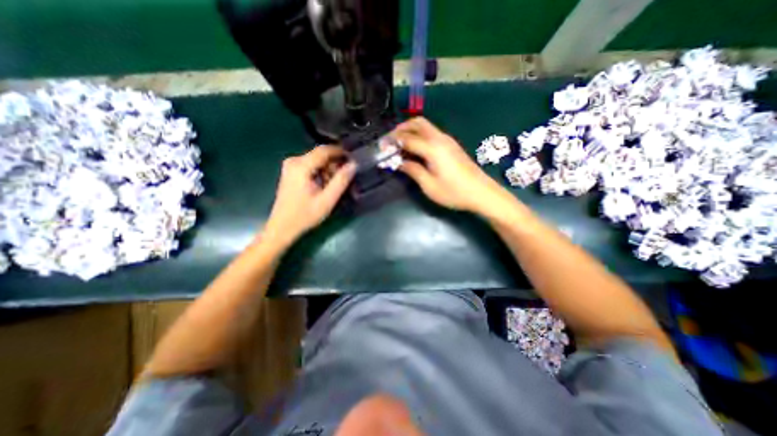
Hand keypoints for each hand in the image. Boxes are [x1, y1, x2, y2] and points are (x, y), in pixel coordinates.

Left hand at [264, 147, 353, 248]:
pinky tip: (325, 185)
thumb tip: (353, 165)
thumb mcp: (327, 200)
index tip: (354, 159)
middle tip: (346, 176)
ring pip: (316, 160)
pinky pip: (311, 166)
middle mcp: (294, 161)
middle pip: (320, 155)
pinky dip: (321, 173)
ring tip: (336, 184)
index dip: (341, 152)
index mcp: (301, 166)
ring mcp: (291, 166)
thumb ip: (341, 181)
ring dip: (329, 169)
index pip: (324, 150)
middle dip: (335, 164)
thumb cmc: (305, 215)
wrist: (282, 227)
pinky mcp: (291, 172)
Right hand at [393, 118, 514, 215]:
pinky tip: (416, 149)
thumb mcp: (429, 185)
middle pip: (417, 123)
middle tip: (390, 141)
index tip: (381, 147)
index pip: (407, 139)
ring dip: (411, 130)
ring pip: (426, 126)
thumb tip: (399, 162)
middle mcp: (440, 139)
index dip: (392, 142)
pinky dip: (420, 135)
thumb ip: (412, 170)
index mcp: (432, 148)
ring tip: (400, 144)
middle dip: (401, 128)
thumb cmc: (454, 192)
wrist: (482, 193)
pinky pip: (432, 133)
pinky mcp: (452, 145)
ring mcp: (447, 140)